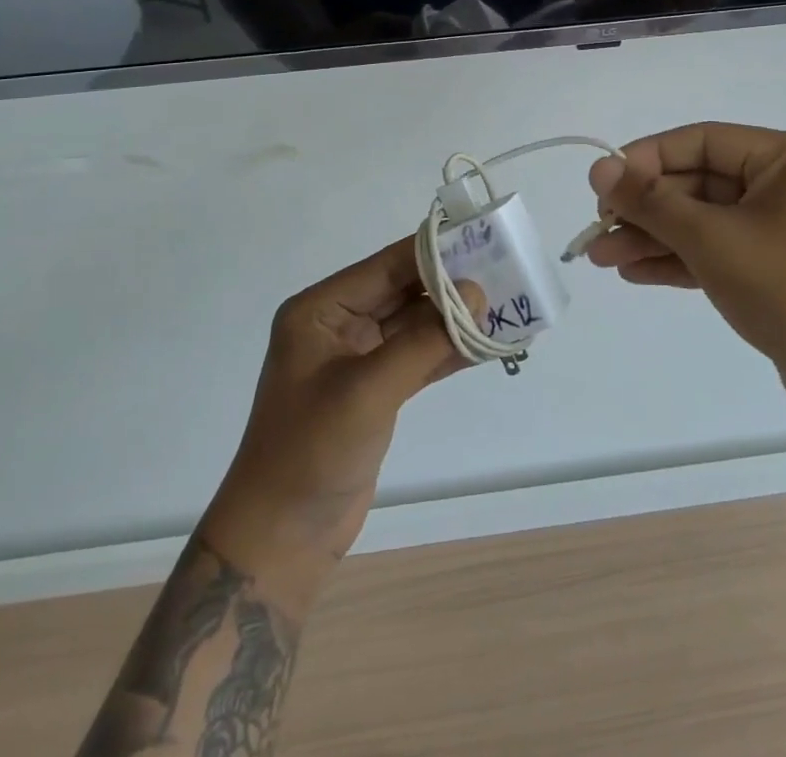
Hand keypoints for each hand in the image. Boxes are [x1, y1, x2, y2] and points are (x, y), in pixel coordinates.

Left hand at [198, 242, 482, 611]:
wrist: (281, 541)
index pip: (387, 266)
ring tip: (504, 307)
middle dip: (451, 287)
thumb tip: (478, 292)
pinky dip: (449, 351)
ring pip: (416, 324)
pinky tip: (486, 345)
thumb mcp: (367, 390)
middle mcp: (339, 324)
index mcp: (321, 309)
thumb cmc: (311, 452)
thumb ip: (424, 340)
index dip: (435, 254)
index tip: (484, 244)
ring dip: (455, 320)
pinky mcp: (377, 389)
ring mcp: (358, 358)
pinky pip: (419, 356)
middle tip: (504, 276)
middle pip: (404, 291)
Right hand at [586, 124, 785, 430]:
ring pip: (702, 220)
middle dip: (644, 210)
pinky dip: (677, 259)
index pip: (700, 140)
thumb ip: (650, 202)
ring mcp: (780, 228)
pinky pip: (716, 250)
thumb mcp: (712, 239)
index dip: (645, 159)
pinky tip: (634, 272)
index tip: (602, 184)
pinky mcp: (773, 267)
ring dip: (652, 237)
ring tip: (601, 258)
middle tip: (596, 230)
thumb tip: (598, 169)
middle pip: (697, 183)